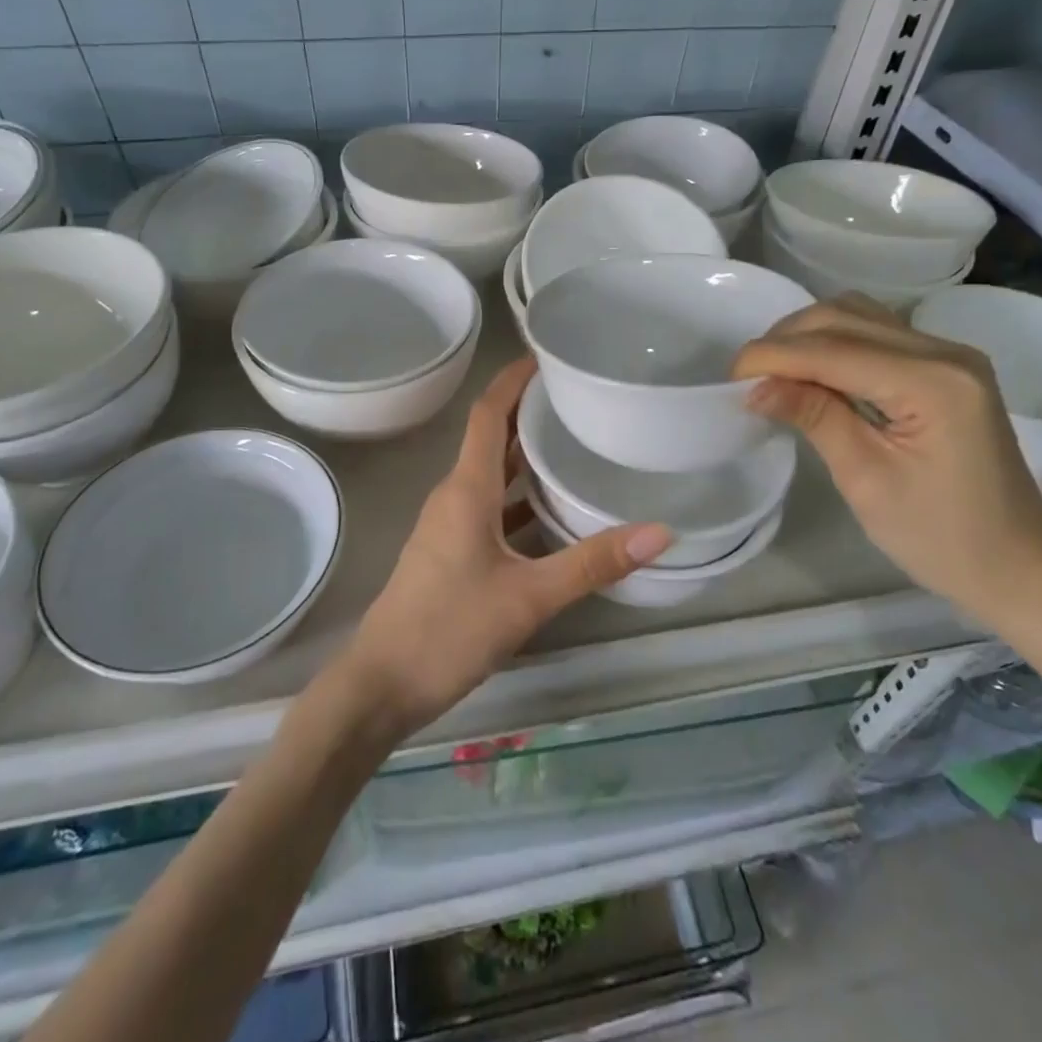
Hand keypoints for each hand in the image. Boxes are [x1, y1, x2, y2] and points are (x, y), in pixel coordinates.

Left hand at [342, 358, 672, 734]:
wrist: (381, 686)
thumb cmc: (448, 631)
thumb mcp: (528, 597)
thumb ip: (592, 563)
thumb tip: (660, 532)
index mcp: (466, 489)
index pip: (487, 413)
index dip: (512, 380)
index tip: (546, 356)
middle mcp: (455, 496)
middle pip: (491, 438)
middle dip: (528, 412)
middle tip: (578, 398)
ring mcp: (449, 525)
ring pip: (491, 475)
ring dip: (525, 455)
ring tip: (575, 442)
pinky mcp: (451, 552)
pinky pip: (489, 507)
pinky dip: (519, 498)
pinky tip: (553, 512)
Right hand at [732, 296, 1041, 619]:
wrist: (1017, 566)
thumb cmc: (941, 538)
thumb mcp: (866, 481)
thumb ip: (815, 418)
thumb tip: (756, 387)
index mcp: (932, 383)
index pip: (833, 350)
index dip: (774, 355)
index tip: (730, 376)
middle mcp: (945, 352)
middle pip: (844, 317)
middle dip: (786, 339)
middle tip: (748, 378)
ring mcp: (950, 355)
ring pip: (859, 316)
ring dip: (808, 335)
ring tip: (775, 371)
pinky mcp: (946, 367)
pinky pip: (877, 334)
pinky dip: (835, 344)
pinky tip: (814, 372)